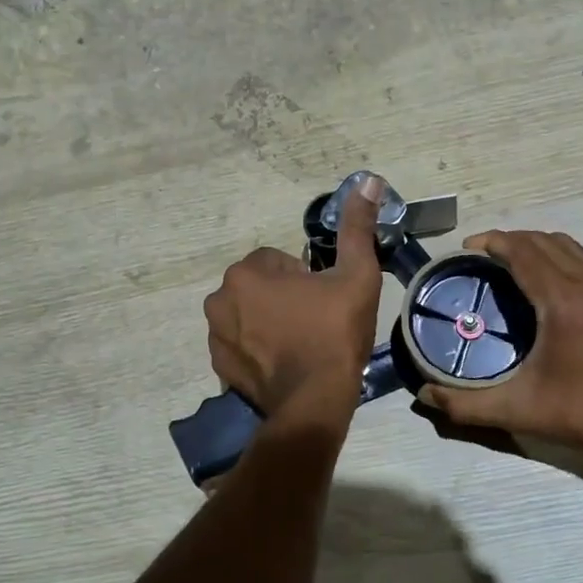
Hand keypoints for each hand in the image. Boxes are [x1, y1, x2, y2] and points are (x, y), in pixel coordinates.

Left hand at [203, 177, 384, 417]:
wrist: (315, 401)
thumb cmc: (335, 333)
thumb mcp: (356, 275)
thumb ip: (356, 227)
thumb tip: (367, 180)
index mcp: (247, 272)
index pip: (278, 261)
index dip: (306, 278)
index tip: (323, 301)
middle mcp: (220, 299)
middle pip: (260, 287)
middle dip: (283, 298)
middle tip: (315, 322)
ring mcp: (215, 335)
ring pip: (248, 315)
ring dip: (268, 322)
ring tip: (301, 345)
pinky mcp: (219, 366)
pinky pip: (240, 344)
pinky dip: (257, 349)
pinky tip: (284, 364)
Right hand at [416, 230, 582, 461]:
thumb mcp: (518, 411)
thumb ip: (466, 404)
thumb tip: (424, 395)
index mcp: (563, 301)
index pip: (524, 251)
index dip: (493, 242)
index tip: (465, 248)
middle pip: (543, 240)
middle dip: (508, 240)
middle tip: (479, 256)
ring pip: (565, 245)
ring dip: (533, 244)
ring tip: (506, 262)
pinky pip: (580, 259)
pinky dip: (554, 256)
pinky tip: (539, 281)